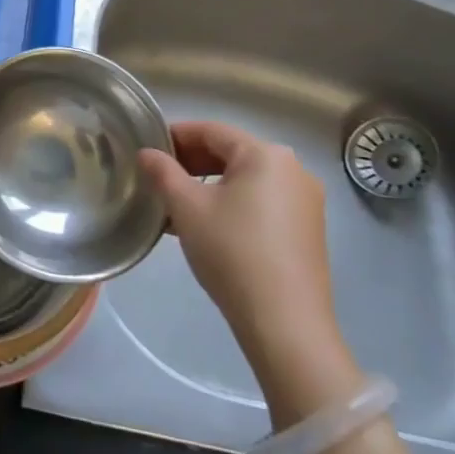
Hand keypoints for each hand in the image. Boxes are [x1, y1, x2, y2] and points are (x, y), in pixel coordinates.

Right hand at [138, 122, 359, 420]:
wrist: (285, 322)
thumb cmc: (231, 252)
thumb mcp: (187, 208)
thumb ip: (163, 173)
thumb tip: (146, 153)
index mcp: (265, 154)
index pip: (211, 131)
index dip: (175, 135)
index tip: (147, 149)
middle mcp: (293, 169)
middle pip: (232, 153)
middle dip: (192, 162)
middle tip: (158, 178)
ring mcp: (305, 200)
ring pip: (247, 179)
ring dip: (210, 185)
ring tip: (177, 205)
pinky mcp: (308, 229)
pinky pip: (262, 201)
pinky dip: (233, 204)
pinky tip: (208, 225)